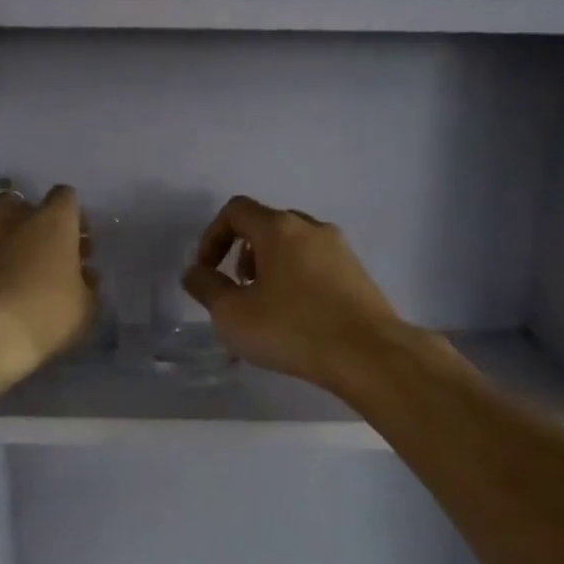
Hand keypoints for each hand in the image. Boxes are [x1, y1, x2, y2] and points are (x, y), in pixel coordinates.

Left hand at [0, 185, 96, 383]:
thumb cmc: (43, 317)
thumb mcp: (84, 308)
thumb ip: (87, 284)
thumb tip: (84, 272)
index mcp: (54, 221)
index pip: (66, 198)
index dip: (73, 217)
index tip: (78, 243)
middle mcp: (15, 216)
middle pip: (26, 204)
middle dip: (35, 222)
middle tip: (45, 253)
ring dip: (6, 236)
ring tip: (14, 267)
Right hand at [182, 196, 409, 390]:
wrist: (368, 353)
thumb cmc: (292, 328)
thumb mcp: (232, 314)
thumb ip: (206, 288)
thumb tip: (195, 273)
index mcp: (279, 228)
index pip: (236, 210)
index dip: (212, 236)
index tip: (208, 272)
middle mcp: (312, 228)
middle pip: (267, 226)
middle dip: (243, 253)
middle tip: (238, 289)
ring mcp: (341, 250)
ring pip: (294, 247)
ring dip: (270, 269)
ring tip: (266, 308)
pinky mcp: (358, 275)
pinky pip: (316, 267)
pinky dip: (297, 282)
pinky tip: (297, 320)